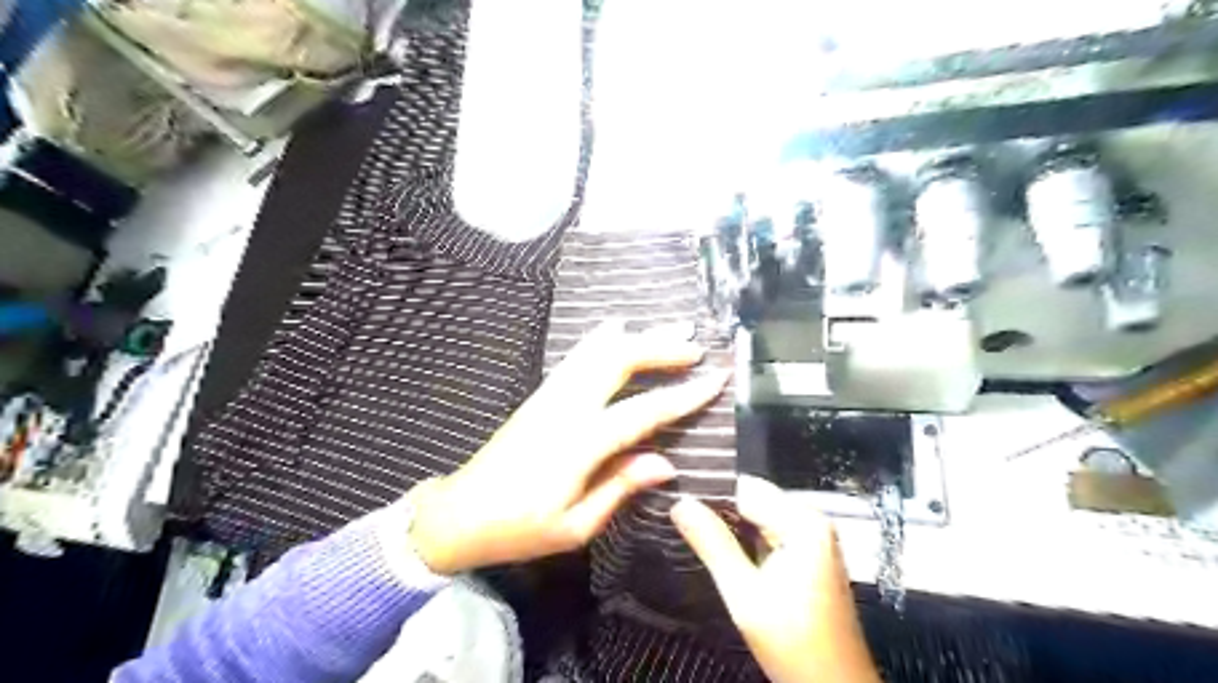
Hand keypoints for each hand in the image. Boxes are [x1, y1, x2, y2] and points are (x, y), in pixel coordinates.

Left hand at [410, 320, 730, 577]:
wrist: (459, 514)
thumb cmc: (518, 529)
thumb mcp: (575, 525)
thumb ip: (620, 487)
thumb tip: (666, 463)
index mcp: (579, 444)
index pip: (643, 412)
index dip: (683, 395)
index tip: (716, 378)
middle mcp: (565, 409)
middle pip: (617, 361)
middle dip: (660, 347)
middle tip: (695, 345)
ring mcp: (549, 396)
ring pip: (596, 351)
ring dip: (636, 336)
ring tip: (669, 327)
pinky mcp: (539, 395)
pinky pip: (575, 357)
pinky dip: (601, 339)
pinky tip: (616, 329)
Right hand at [672, 479, 880, 679]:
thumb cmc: (794, 643)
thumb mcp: (744, 594)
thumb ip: (712, 544)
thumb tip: (680, 503)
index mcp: (802, 522)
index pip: (744, 488)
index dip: (707, 491)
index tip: (673, 496)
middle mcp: (811, 520)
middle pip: (752, 498)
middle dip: (715, 507)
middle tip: (676, 513)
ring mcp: (811, 538)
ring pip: (757, 515)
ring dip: (726, 522)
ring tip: (688, 525)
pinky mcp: (807, 555)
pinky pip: (767, 532)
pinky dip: (743, 538)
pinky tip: (716, 545)